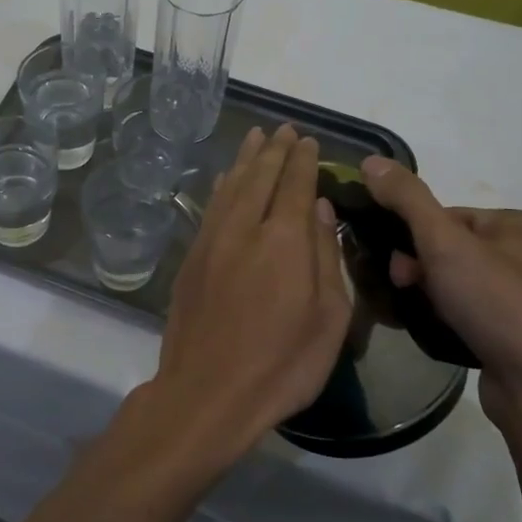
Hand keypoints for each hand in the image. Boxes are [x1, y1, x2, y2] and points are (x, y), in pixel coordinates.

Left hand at [139, 124, 351, 468]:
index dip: (303, 161)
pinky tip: (227, 177)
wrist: (207, 392)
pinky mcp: (192, 258)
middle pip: (261, 177)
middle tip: (284, 129)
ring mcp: (213, 241)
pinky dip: (222, 186)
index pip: (296, 185)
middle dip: (275, 150)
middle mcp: (246, 229)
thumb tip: (321, 209)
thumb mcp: (329, 319)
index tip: (309, 140)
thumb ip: (326, 257)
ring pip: (232, 186)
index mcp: (285, 241)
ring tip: (256, 137)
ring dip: (246, 159)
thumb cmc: (282, 364)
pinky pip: (211, 208)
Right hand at [359, 157, 521, 424]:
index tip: (398, 266)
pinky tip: (436, 332)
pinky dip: (447, 318)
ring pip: (455, 283)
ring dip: (428, 295)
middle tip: (405, 290)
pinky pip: (469, 313)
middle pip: (448, 249)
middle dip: (418, 269)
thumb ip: (407, 199)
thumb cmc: (496, 303)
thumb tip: (371, 161)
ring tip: (416, 315)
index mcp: (517, 224)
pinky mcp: (517, 334)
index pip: (445, 216)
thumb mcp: (443, 241)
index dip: (413, 237)